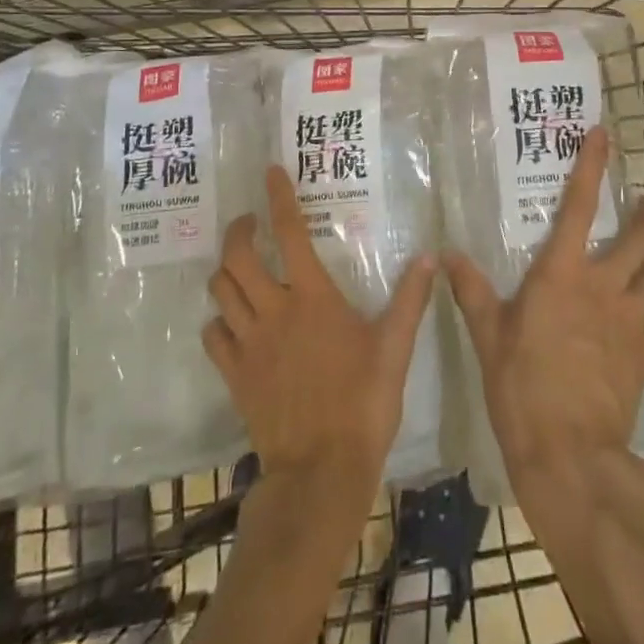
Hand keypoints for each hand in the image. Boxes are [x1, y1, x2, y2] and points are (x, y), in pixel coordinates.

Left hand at [203, 167, 437, 484]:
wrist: (321, 471)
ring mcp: (249, 343)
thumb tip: (430, 257)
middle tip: (249, 223)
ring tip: (239, 264)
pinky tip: (231, 322)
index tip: (270, 172)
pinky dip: (218, 320)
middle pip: (237, 257)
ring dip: (225, 270)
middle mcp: (273, 310)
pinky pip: (213, 336)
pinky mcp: (235, 375)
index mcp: (312, 297)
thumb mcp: (395, 347)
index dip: (278, 197)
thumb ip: (411, 299)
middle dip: (238, 231)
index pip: (289, 232)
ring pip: (220, 291)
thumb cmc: (363, 403)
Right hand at [446, 126, 643, 493]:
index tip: (603, 135)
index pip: (579, 205)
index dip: (592, 165)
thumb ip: (471, 290)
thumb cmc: (520, 386)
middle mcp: (604, 286)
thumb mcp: (487, 335)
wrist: (568, 454)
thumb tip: (447, 254)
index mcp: (562, 273)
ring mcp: (632, 320)